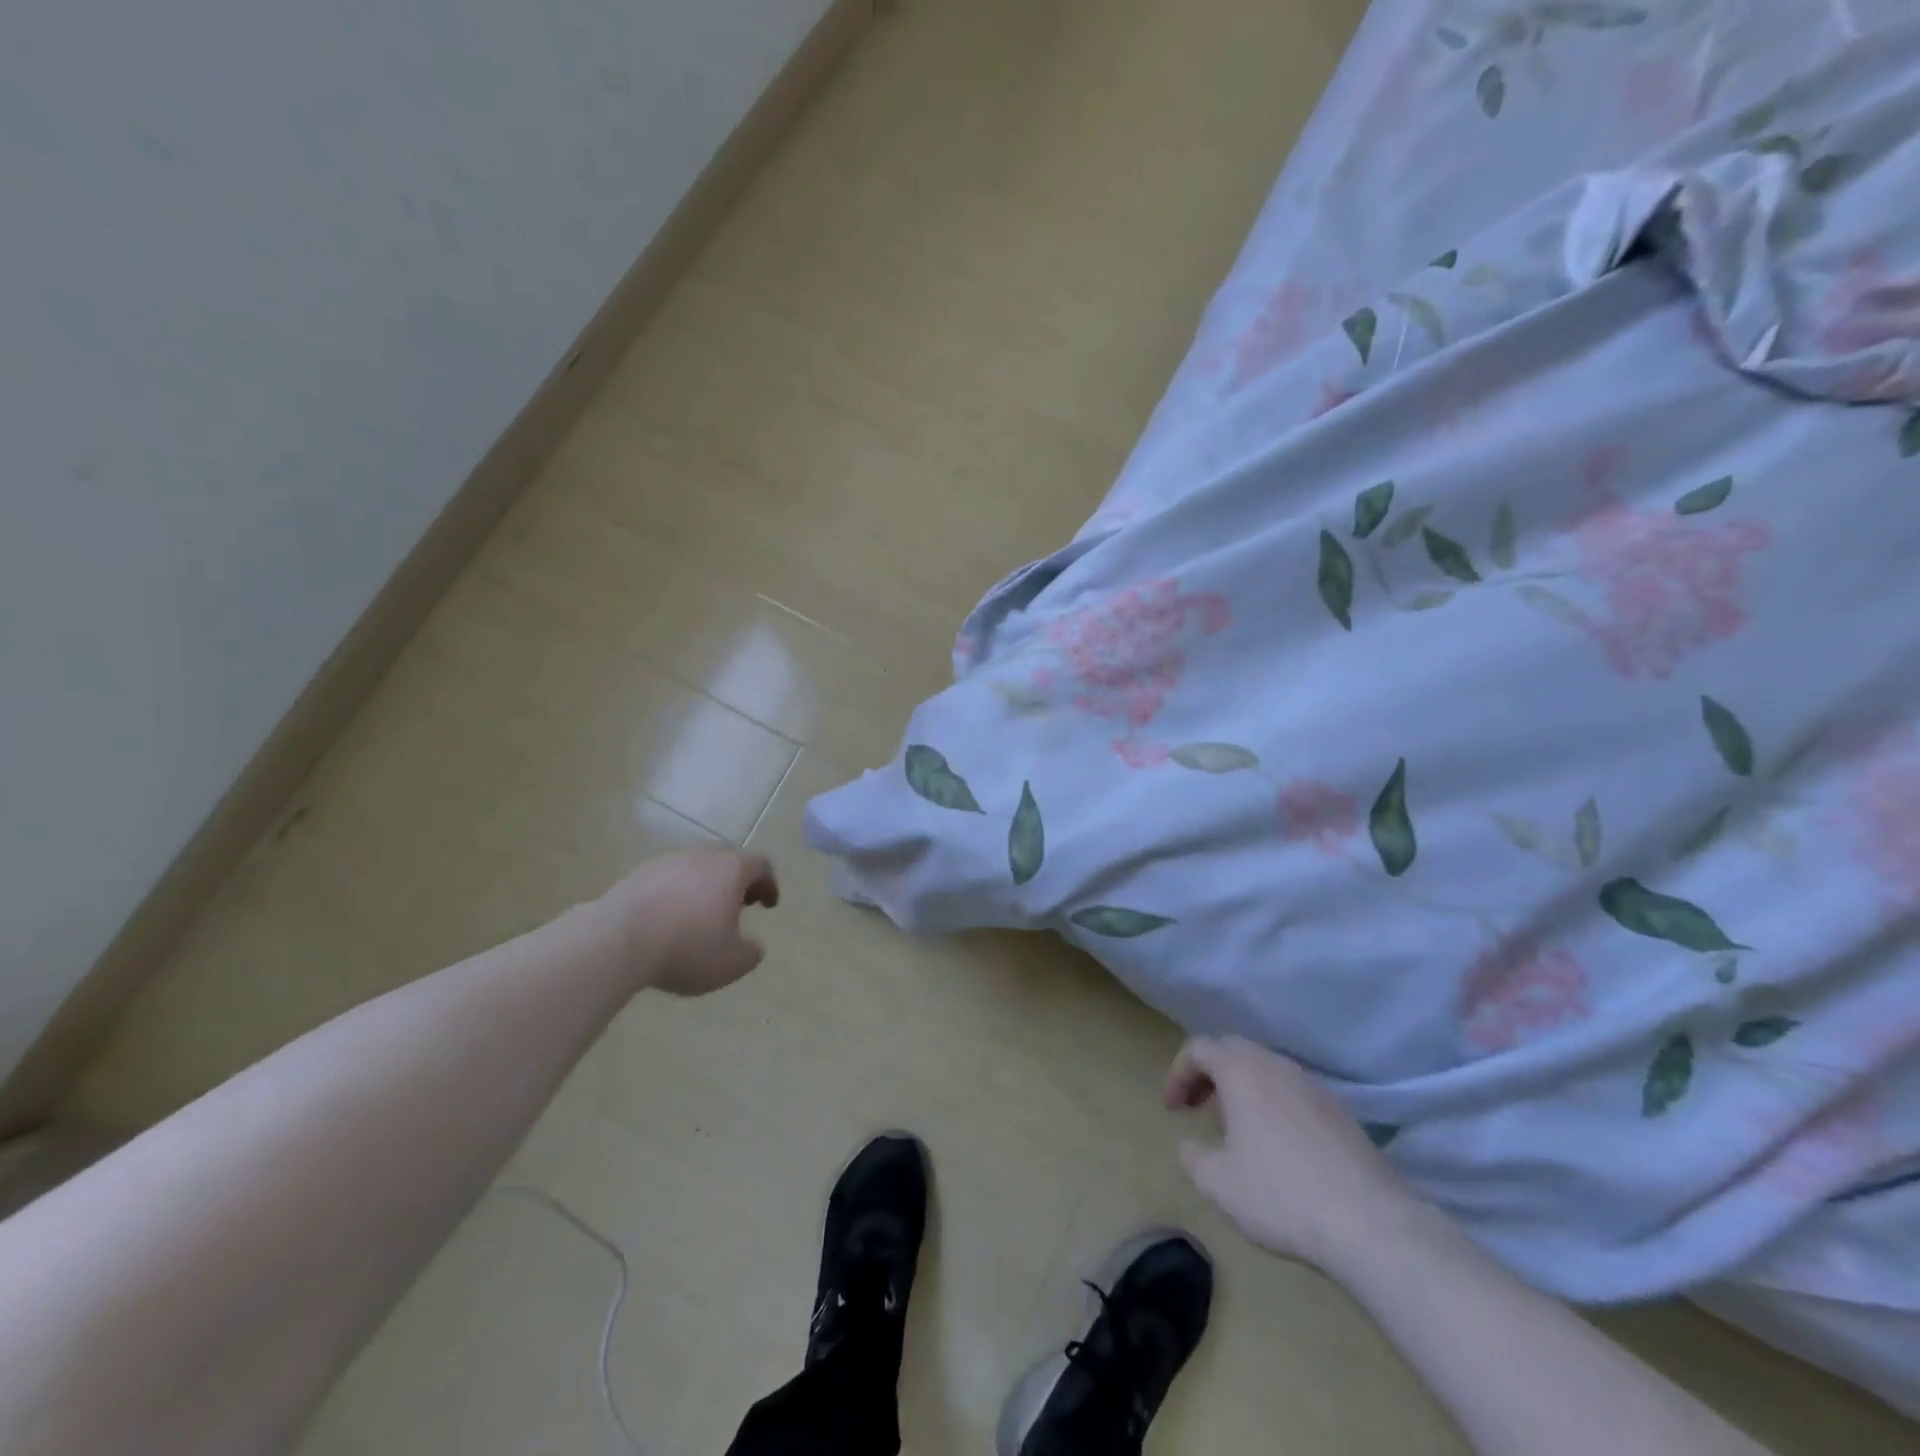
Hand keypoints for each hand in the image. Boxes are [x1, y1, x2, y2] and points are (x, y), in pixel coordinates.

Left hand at [594, 849, 778, 996]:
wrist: (617, 941)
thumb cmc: (687, 948)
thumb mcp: (731, 963)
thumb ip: (750, 953)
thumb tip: (753, 947)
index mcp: (731, 870)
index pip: (761, 865)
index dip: (769, 884)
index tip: (768, 905)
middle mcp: (701, 857)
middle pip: (727, 862)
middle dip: (736, 883)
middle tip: (737, 906)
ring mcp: (666, 862)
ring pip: (695, 870)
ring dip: (703, 888)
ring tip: (699, 917)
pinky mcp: (636, 875)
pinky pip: (666, 881)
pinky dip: (675, 895)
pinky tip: (667, 921)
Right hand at [1166, 1036, 1416, 1271]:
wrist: (1371, 1223)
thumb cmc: (1280, 1194)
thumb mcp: (1217, 1183)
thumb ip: (1192, 1156)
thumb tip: (1190, 1144)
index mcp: (1241, 1070)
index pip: (1198, 1048)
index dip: (1178, 1073)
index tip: (1173, 1110)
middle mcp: (1276, 1065)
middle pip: (1233, 1051)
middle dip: (1209, 1075)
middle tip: (1197, 1108)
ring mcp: (1313, 1086)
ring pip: (1266, 1070)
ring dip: (1242, 1089)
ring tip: (1236, 1130)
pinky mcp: (1342, 1112)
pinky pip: (1294, 1093)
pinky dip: (1273, 1105)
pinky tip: (1278, 1147)